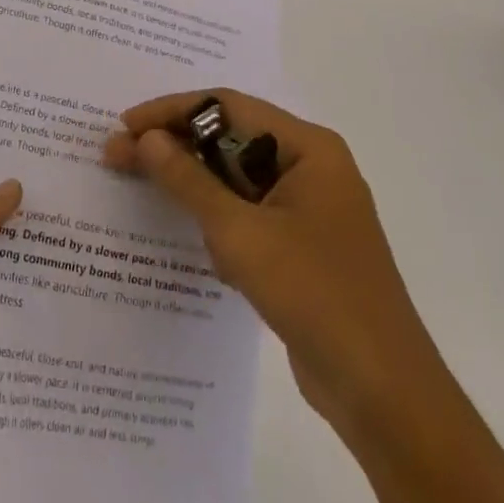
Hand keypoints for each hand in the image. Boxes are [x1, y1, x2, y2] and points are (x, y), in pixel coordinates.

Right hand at [104, 91, 503, 502]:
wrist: (384, 396)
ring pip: (237, 181)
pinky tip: (202, 248)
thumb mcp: (240, 233)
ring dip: (197, 191)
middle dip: (177, 152)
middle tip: (119, 157)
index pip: (228, 106)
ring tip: (151, 200)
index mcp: (308, 147)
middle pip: (231, 141)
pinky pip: (249, 215)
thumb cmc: (315, 295)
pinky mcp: (303, 246)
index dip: (172, 111)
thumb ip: (189, 180)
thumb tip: (145, 138)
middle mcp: (311, 167)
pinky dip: (221, 224)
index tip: (126, 125)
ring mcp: (309, 209)